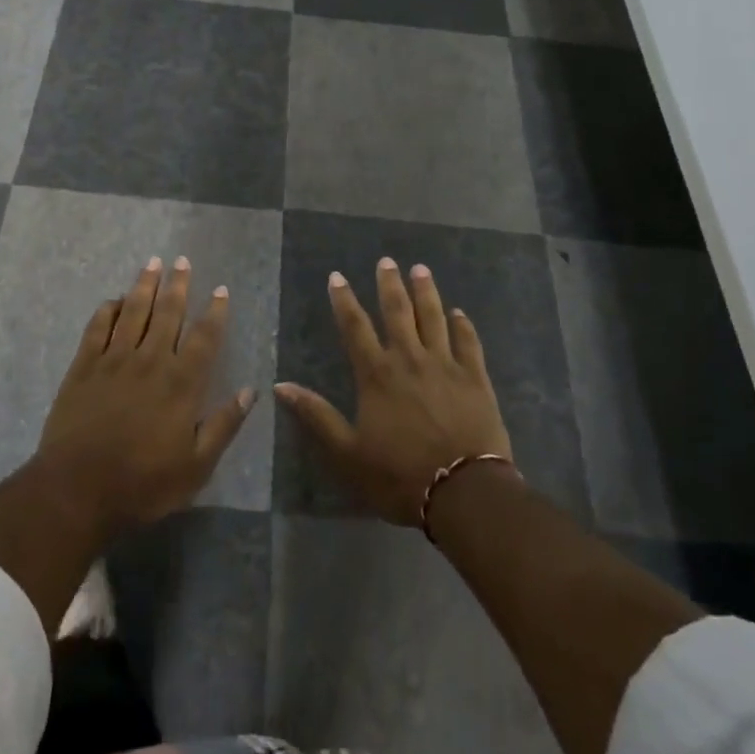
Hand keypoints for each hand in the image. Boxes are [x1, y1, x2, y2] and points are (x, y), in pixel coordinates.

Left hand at [34, 256, 254, 534]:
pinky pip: (97, 327)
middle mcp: (151, 360)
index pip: (204, 337)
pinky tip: (113, 299)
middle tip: (183, 260)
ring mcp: (114, 359)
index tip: (221, 290)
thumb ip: (223, 425)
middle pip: (168, 312)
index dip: (215, 311)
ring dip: (145, 285)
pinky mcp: (84, 366)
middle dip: (178, 284)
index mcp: (181, 383)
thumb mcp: (196, 466)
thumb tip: (251, 391)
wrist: (77, 489)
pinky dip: (107, 309)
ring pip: (133, 311)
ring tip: (153, 262)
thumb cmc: (142, 483)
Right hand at [274, 258, 512, 527]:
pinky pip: (468, 343)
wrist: (463, 492)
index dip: (344, 300)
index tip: (337, 276)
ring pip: (434, 317)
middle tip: (387, 261)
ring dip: (426, 292)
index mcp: (377, 374)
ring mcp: (445, 365)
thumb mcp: (347, 453)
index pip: (355, 327)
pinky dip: (463, 326)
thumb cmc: (399, 476)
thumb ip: (316, 416)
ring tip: (421, 269)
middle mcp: (409, 359)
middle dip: (389, 284)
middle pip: (397, 312)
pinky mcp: (475, 378)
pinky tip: (460, 313)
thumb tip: (279, 386)